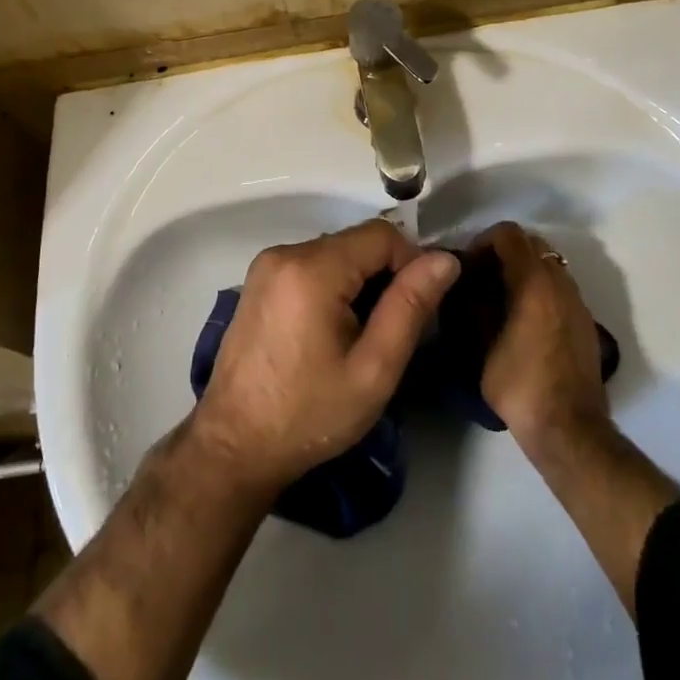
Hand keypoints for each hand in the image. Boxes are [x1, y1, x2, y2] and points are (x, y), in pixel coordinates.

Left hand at [190, 219, 459, 495]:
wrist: (235, 444)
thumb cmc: (309, 414)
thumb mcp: (373, 369)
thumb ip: (410, 307)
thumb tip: (445, 259)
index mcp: (313, 268)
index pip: (382, 234)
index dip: (411, 263)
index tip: (419, 308)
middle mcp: (286, 251)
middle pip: (356, 242)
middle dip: (384, 275)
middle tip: (391, 329)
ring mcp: (267, 264)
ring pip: (335, 252)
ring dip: (359, 281)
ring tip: (362, 335)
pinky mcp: (258, 280)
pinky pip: (311, 264)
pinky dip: (332, 285)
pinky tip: (331, 331)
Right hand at [476, 221, 611, 453]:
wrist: (570, 430)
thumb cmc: (520, 384)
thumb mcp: (481, 345)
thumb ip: (474, 306)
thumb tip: (466, 285)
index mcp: (534, 281)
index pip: (508, 233)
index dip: (484, 240)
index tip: (468, 264)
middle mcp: (560, 282)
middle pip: (531, 243)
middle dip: (505, 252)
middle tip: (483, 277)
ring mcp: (577, 301)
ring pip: (548, 264)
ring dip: (524, 269)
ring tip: (502, 298)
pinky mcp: (586, 321)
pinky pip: (559, 287)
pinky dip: (540, 288)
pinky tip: (524, 319)